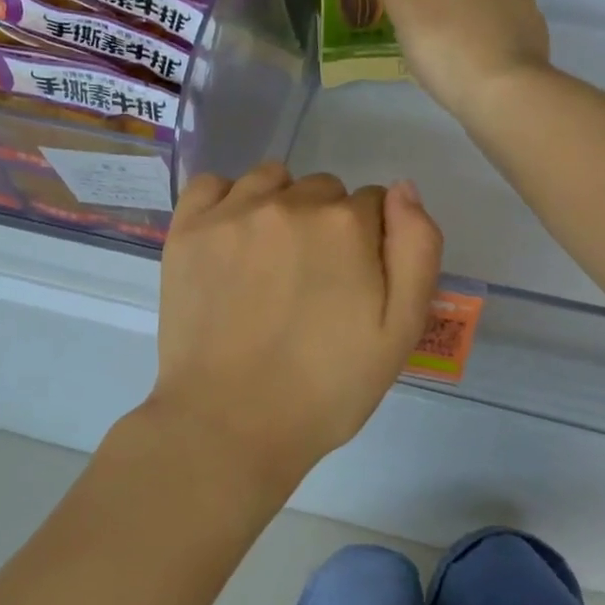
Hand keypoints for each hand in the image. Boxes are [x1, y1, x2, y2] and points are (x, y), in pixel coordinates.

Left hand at [151, 164, 442, 487]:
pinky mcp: (187, 230)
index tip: (354, 283)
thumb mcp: (400, 330)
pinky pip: (213, 184)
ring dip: (281, 205)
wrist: (230, 424)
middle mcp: (290, 203)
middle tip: (312, 282)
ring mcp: (232, 213)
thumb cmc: (326, 388)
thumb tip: (402, 189)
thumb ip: (416, 249)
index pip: (373, 204)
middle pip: (324, 190)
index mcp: (346, 225)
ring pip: (272, 179)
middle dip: (328, 224)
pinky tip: (231, 237)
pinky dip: (227, 200)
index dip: (370, 242)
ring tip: (271, 260)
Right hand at [362, 0, 551, 122]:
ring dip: (476, 17)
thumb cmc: (452, 41)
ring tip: (445, 35)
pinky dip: (487, 47)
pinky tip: (466, 65)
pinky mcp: (532, 57)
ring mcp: (527, 22)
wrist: (504, 97)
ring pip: (497, 10)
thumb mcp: (407, 9)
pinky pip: (504, 43)